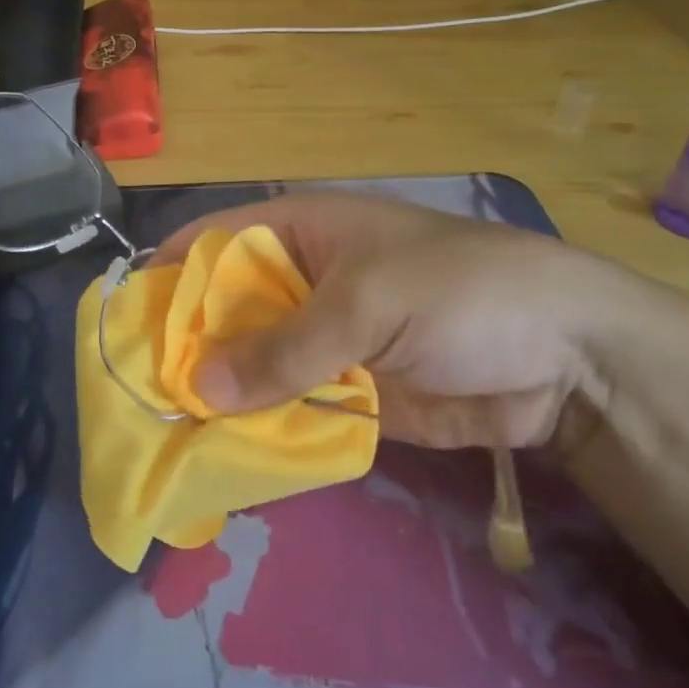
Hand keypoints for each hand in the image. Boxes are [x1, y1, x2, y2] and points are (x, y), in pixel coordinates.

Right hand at [154, 192, 629, 451]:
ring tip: (160, 434)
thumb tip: (200, 389)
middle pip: (221, 309)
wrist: (564, 357)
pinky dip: (257, 427)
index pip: (211, 243)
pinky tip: (218, 455)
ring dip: (215, 394)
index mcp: (297, 232)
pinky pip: (286, 406)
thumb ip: (283, 348)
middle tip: (134, 395)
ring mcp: (320, 339)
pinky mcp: (344, 391)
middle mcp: (298, 281)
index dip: (167, 276)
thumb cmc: (458, 293)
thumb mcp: (365, 305)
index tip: (124, 324)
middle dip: (183, 346)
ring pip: (249, 364)